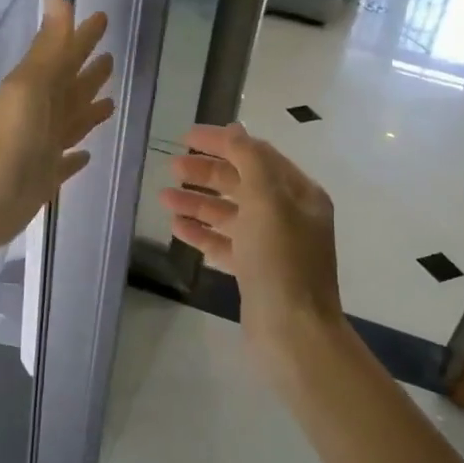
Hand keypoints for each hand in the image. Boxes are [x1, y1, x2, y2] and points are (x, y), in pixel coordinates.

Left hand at [0, 0, 113, 258]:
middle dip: (88, 72)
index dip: (82, 37)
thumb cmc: (6, 144)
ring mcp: (42, 147)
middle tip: (111, 57)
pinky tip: (86, 154)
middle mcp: (40, 114)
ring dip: (88, 109)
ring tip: (111, 100)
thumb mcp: (30, 89)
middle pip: (70, 87)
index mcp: (36, 89)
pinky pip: (65, 162)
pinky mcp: (44, 178)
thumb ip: (49, 48)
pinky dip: (75, 157)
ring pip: (71, 121)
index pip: (66, 56)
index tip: (102, 18)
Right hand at [160, 122, 345, 353]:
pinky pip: (224, 243)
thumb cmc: (282, 261)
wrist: (294, 332)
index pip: (257, 155)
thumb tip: (234, 130)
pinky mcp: (255, 272)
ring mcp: (272, 245)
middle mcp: (288, 215)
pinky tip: (176, 227)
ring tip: (164, 197)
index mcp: (299, 194)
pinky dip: (202, 233)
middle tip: (172, 167)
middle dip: (207, 172)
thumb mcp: (267, 201)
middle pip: (242, 183)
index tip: (187, 137)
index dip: (223, 143)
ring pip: (230, 214)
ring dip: (198, 202)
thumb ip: (249, 160)